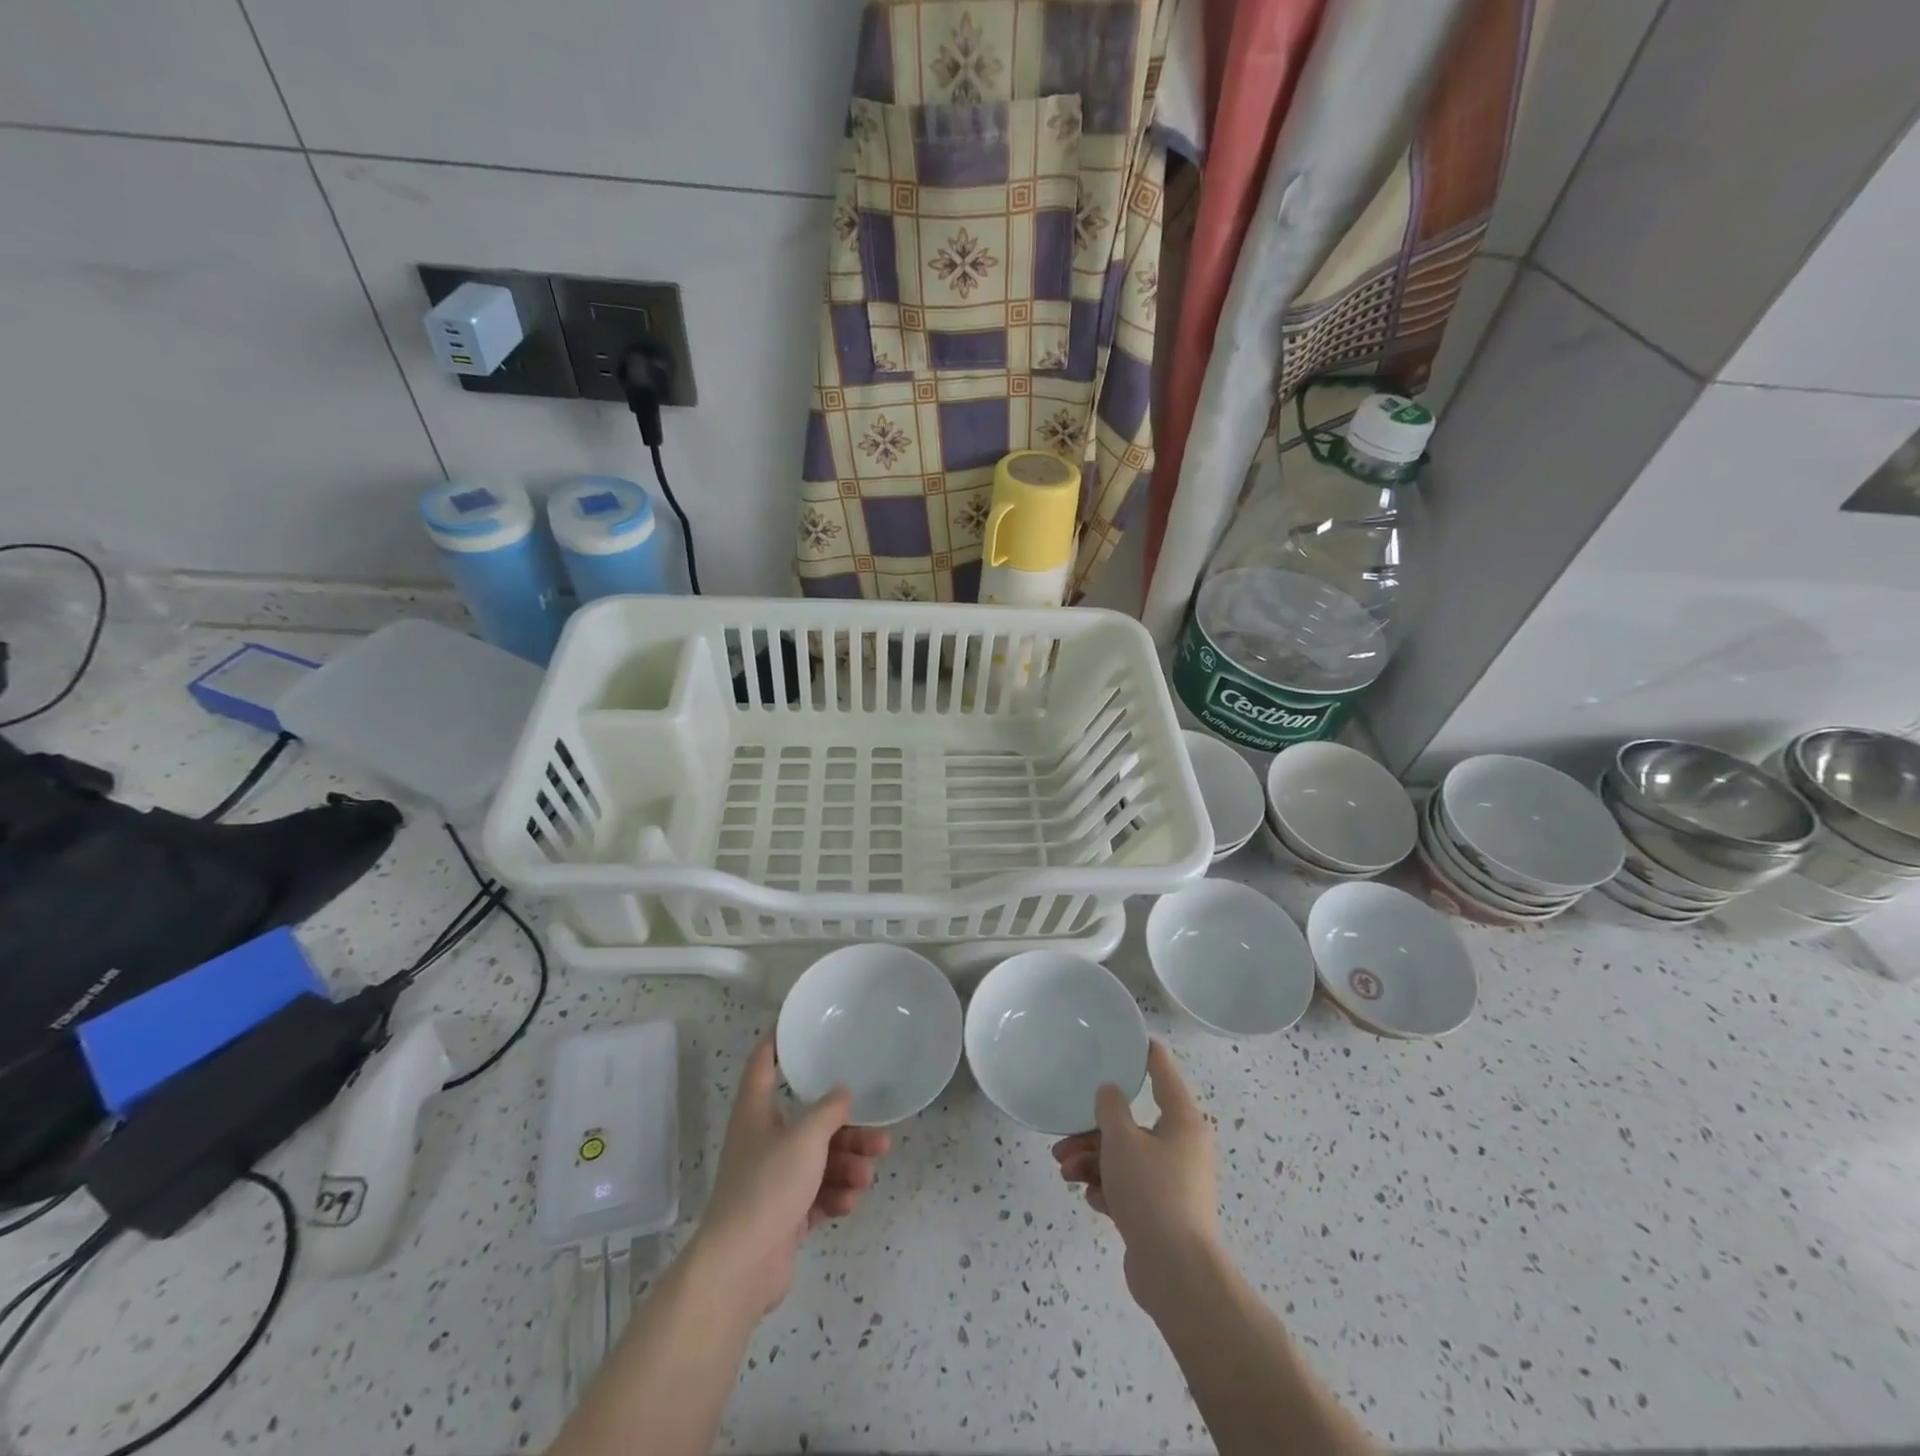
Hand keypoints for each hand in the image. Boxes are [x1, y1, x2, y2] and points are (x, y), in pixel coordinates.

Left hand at [691, 1040, 890, 1315]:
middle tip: (878, 1137)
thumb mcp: (806, 1137)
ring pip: (819, 1160)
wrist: (741, 1266)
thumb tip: (843, 1094)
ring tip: (866, 1177)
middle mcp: (763, 1141)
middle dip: (847, 1130)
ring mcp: (773, 1180)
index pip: (763, 1064)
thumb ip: (829, 1110)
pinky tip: (849, 1203)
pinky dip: (835, 1195)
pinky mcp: (784, 1215)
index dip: (777, 1041)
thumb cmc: (768, 1185)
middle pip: (810, 1122)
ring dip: (847, 1166)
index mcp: (756, 1112)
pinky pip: (817, 1194)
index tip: (796, 1025)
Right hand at [1051, 1041, 1217, 1311]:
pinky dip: (1108, 1188)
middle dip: (1094, 1131)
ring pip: (1126, 1157)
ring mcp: (1174, 1182)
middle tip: (1063, 1141)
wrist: (1176, 1274)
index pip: (1163, 1072)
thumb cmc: (1152, 1193)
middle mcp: (1182, 1146)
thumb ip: (1110, 1108)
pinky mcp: (1163, 1213)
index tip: (1127, 1039)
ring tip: (1065, 1173)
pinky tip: (1090, 1197)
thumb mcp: (1122, 1141)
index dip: (1144, 1053)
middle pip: (1133, 1123)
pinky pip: (1130, 1187)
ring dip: (1093, 1161)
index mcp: (1182, 1121)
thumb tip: (1110, 1093)